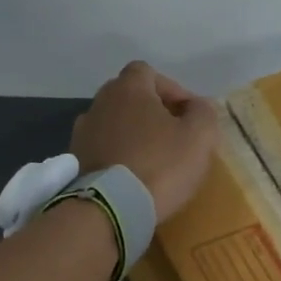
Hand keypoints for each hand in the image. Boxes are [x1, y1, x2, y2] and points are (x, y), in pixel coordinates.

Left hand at [71, 62, 218, 222]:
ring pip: (115, 122)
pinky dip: (119, 153)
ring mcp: (84, 131)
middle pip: (129, 95)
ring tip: (153, 157)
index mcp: (129, 89)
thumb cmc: (161, 165)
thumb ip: (204, 113)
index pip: (148, 72)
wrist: (111, 208)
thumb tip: (198, 106)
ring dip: (133, 133)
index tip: (188, 114)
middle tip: (173, 134)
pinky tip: (133, 174)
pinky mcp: (76, 159)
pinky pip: (103, 147)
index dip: (171, 89)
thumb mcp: (199, 137)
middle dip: (152, 110)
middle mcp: (100, 102)